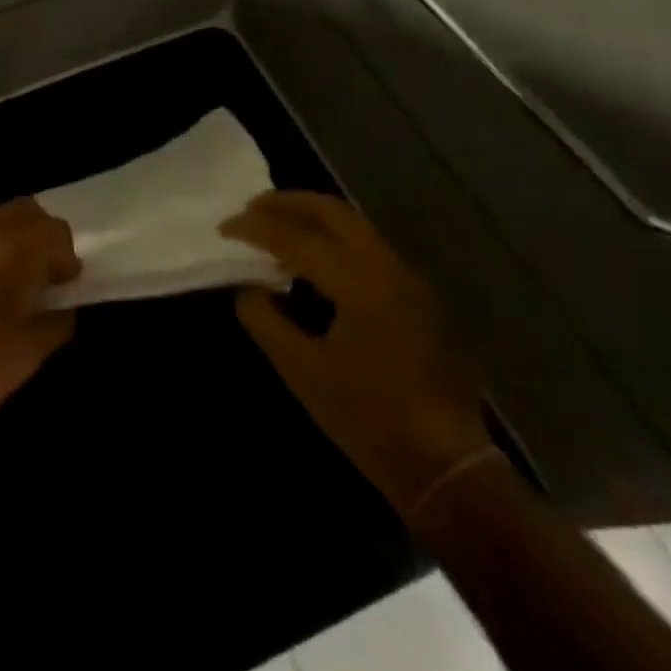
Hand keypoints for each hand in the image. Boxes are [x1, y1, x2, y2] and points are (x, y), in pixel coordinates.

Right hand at [224, 191, 490, 517]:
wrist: (447, 467)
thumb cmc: (370, 419)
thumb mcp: (302, 371)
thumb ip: (265, 319)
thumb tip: (249, 289)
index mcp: (359, 281)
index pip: (294, 238)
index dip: (253, 228)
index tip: (222, 227)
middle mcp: (388, 266)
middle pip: (332, 212)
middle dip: (288, 203)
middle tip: (250, 208)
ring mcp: (408, 280)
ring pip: (353, 226)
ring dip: (311, 219)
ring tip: (274, 228)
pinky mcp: (417, 298)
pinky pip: (366, 248)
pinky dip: (332, 241)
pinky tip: (310, 262)